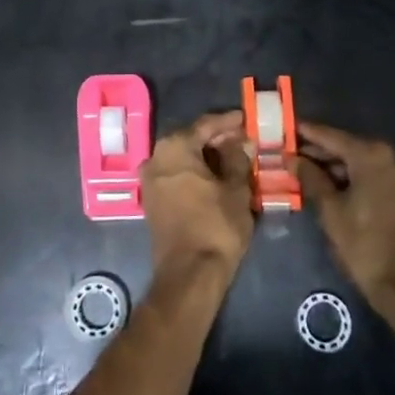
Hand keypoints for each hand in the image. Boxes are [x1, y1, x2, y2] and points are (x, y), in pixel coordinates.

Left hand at [139, 111, 253, 281]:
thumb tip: (240, 142)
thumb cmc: (215, 226)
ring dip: (205, 157)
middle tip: (241, 140)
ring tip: (232, 159)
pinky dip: (194, 172)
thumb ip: (237, 160)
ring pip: (182, 158)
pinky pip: (175, 175)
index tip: (245, 119)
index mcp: (175, 147)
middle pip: (190, 139)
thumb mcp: (236, 190)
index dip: (227, 122)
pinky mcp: (152, 201)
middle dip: (216, 139)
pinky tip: (215, 178)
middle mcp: (156, 157)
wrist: (188, 275)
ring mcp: (150, 180)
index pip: (205, 124)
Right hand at [295, 121, 394, 318]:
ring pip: (363, 163)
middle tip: (291, 155)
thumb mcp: (331, 211)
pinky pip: (377, 177)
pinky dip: (355, 179)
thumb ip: (311, 179)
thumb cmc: (366, 247)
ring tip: (307, 174)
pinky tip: (333, 188)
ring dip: (337, 168)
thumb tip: (293, 159)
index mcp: (373, 155)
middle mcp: (393, 156)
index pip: (331, 136)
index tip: (286, 128)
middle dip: (320, 153)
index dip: (306, 133)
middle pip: (348, 148)